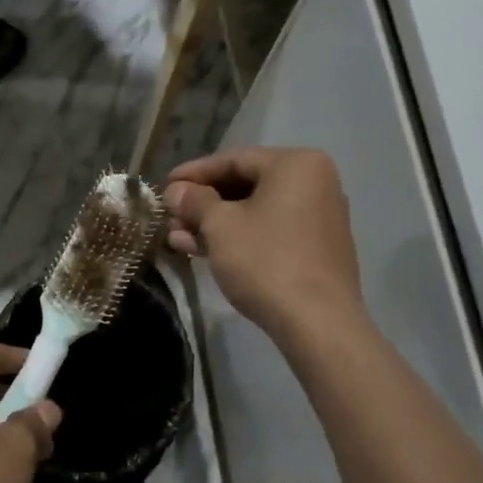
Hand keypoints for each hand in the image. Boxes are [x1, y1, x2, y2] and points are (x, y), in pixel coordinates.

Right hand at [165, 147, 362, 340]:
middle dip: (202, 204)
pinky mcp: (316, 249)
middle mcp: (314, 183)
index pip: (233, 159)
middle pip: (245, 185)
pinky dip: (238, 238)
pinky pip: (270, 232)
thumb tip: (176, 191)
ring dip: (214, 225)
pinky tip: (204, 251)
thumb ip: (195, 201)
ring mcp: (318, 218)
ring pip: (255, 212)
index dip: (193, 173)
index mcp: (296, 165)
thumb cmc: (266, 261)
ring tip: (177, 240)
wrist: (317, 323)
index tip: (164, 186)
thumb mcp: (220, 226)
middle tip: (169, 217)